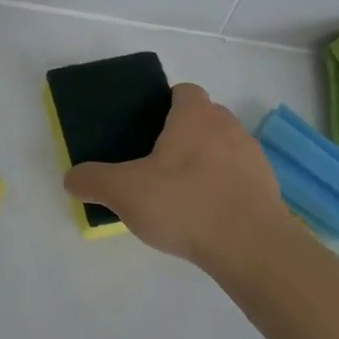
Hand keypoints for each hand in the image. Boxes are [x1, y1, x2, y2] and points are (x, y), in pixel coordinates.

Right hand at [64, 83, 294, 271]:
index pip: (183, 91)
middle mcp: (227, 125)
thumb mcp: (124, 192)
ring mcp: (252, 155)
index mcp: (195, 115)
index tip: (147, 130)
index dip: (165, 105)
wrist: (251, 247)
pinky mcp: (268, 186)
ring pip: (223, 147)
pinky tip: (207, 215)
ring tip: (182, 193)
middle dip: (183, 135)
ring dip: (206, 161)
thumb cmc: (184, 204)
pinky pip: (239, 176)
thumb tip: (70, 178)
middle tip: (157, 164)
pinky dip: (224, 187)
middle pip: (203, 118)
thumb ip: (93, 181)